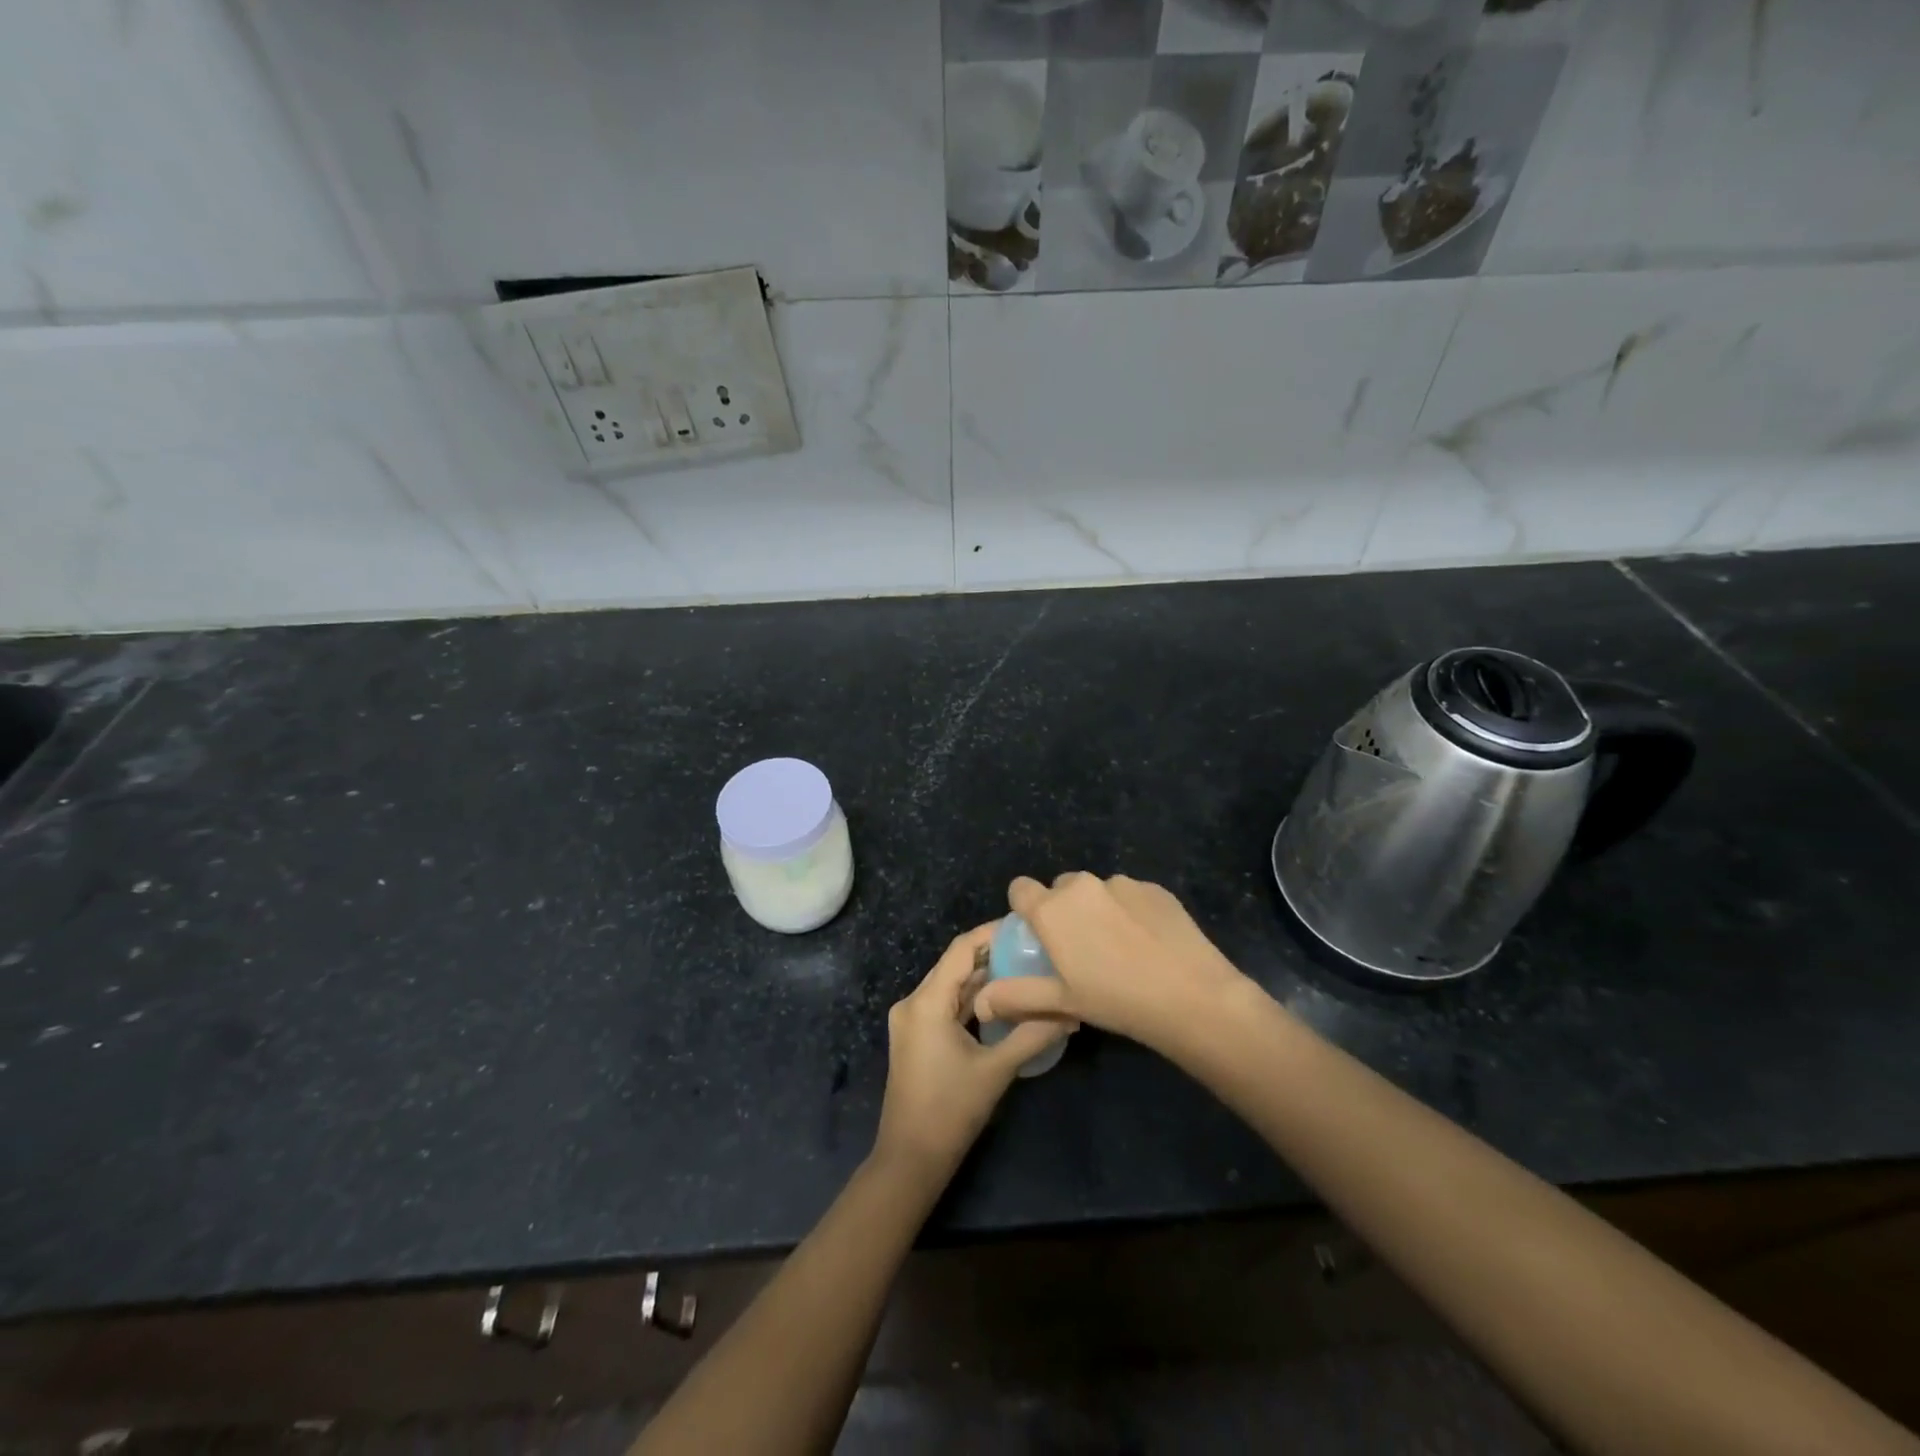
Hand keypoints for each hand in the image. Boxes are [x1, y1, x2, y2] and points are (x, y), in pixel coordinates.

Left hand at [872, 923, 1070, 1178]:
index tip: (1025, 924)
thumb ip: (1033, 1034)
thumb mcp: (997, 1069)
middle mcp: (913, 1002)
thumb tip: (1070, 1011)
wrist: (910, 1160)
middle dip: (992, 953)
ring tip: (1024, 965)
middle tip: (1032, 945)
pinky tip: (1003, 998)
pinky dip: (972, 999)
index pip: (961, 949)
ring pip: (951, 985)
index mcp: (926, 1002)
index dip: (992, 932)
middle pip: (955, 964)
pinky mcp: (917, 1036)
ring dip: (983, 976)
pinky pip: (946, 1004)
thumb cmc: (951, 1111)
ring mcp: (912, 1020)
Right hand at [973, 874, 1250, 1052]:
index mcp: (1052, 909)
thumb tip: (981, 1002)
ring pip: (1097, 892)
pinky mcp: (1155, 888)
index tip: (1039, 936)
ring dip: (1098, 910)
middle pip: (1061, 889)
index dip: (1025, 908)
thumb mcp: (1060, 1002)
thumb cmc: (1116, 1000)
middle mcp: (1082, 886)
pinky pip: (1130, 895)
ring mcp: (1122, 883)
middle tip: (1081, 950)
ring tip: (1121, 950)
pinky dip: (1131, 912)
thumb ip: (1015, 996)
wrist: (1192, 996)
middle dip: (1064, 911)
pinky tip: (1149, 944)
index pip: (1020, 888)